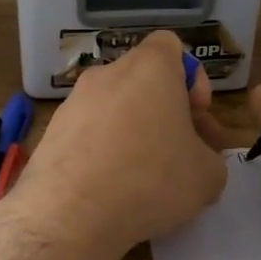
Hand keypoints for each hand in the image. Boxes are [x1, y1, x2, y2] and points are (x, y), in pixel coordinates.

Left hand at [7, 32, 228, 259]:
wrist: (70, 214)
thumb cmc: (151, 179)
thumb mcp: (207, 175)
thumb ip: (209, 157)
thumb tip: (197, 161)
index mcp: (149, 67)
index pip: (170, 45)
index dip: (191, 77)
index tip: (197, 115)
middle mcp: (107, 74)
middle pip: (143, 81)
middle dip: (166, 112)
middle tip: (181, 155)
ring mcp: (74, 102)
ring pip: (115, 108)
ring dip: (134, 133)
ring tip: (147, 179)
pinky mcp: (51, 132)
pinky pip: (89, 133)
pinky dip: (104, 151)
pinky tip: (113, 188)